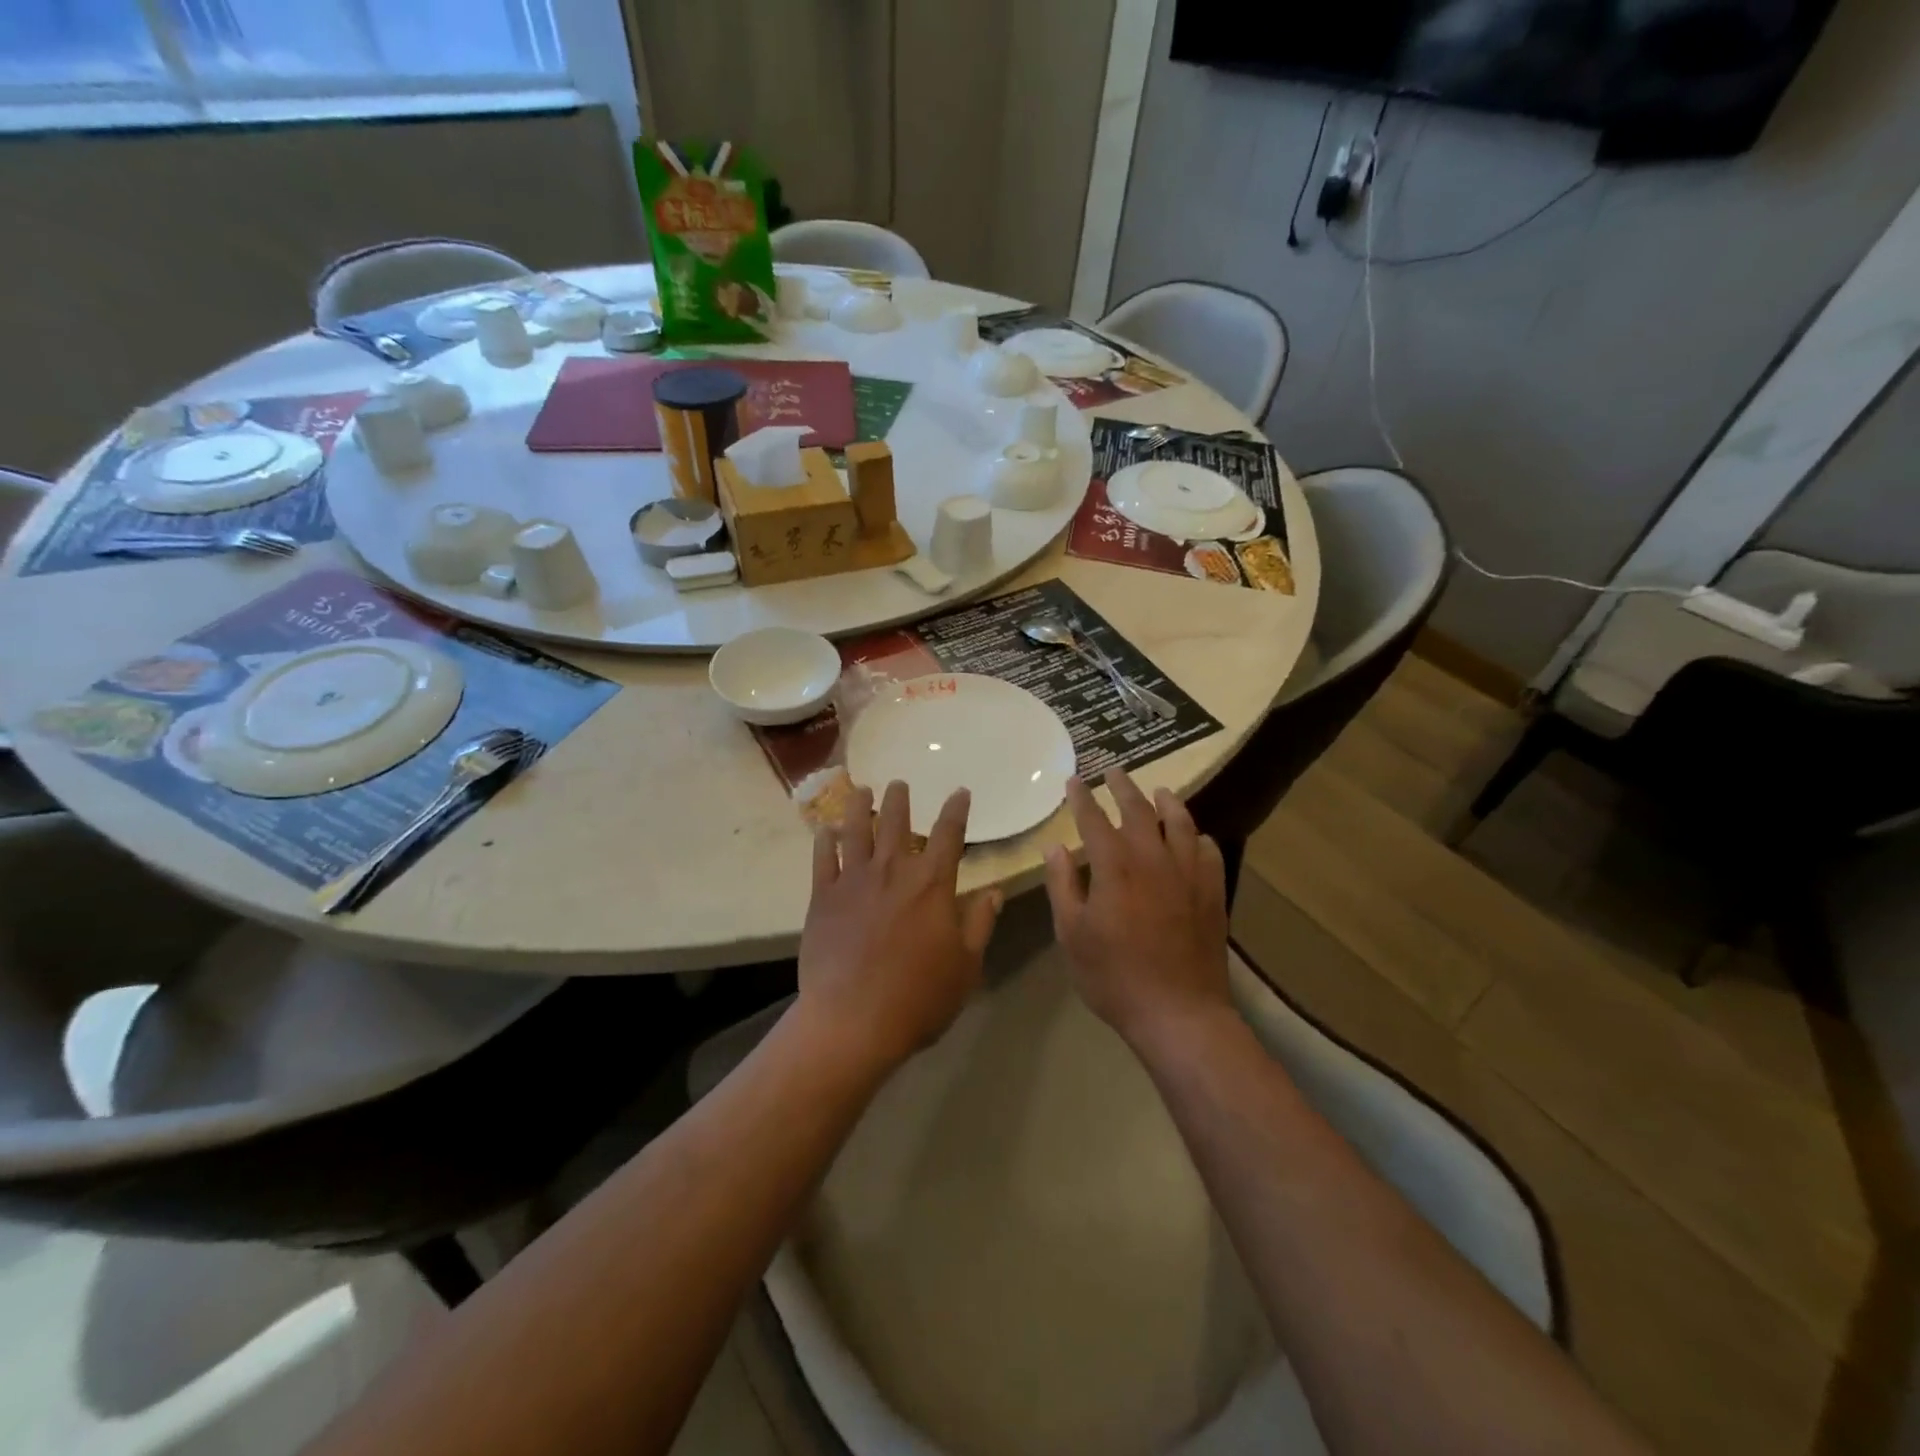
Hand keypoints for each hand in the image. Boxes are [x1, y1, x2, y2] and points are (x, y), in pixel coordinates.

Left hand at [797, 781, 1002, 1071]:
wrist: (853, 1021)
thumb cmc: (919, 997)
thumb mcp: (965, 966)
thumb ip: (980, 924)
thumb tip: (994, 892)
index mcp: (932, 884)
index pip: (949, 834)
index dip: (957, 810)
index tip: (960, 792)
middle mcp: (893, 871)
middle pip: (897, 823)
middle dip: (900, 799)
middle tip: (900, 784)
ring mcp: (854, 880)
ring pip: (857, 830)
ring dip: (860, 806)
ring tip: (861, 790)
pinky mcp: (823, 897)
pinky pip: (823, 859)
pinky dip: (824, 841)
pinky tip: (825, 830)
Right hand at [1044, 769, 1230, 1049]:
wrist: (1179, 1013)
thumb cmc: (1114, 976)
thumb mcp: (1072, 935)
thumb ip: (1062, 886)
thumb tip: (1055, 847)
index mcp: (1115, 867)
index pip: (1094, 819)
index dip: (1082, 797)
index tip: (1074, 780)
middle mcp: (1153, 859)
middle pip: (1138, 811)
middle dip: (1123, 787)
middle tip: (1114, 771)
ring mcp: (1189, 874)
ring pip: (1180, 823)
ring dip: (1167, 802)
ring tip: (1159, 791)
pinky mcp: (1213, 892)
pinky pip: (1208, 851)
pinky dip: (1198, 837)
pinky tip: (1194, 837)